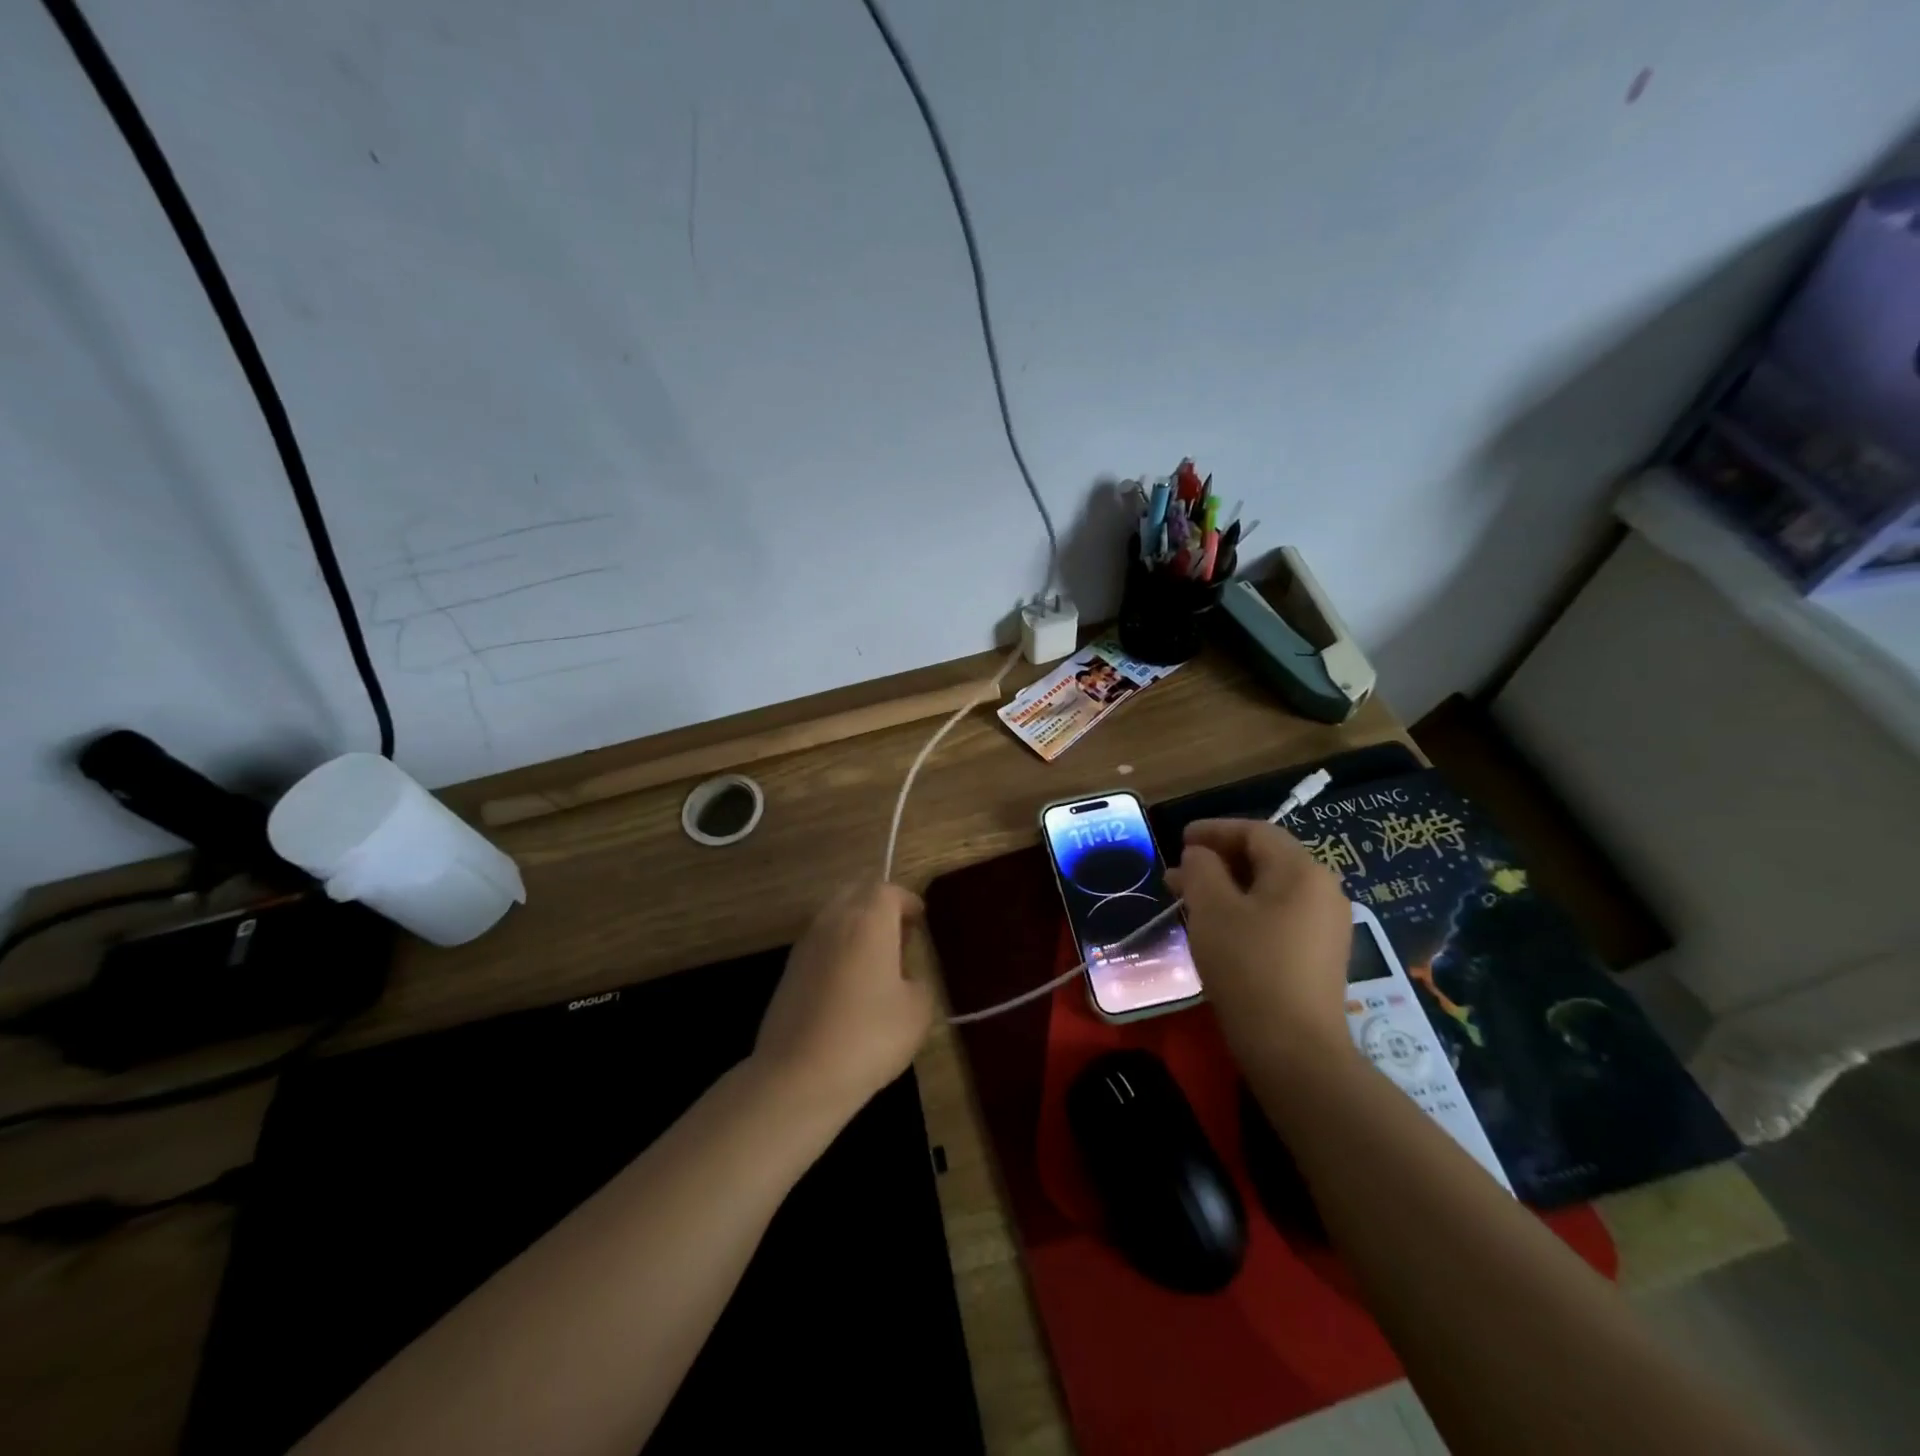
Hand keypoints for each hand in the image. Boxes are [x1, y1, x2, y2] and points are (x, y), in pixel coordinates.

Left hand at [753, 882, 934, 1125]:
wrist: (798, 1076)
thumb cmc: (868, 1037)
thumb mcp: (917, 1011)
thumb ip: (917, 980)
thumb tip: (903, 975)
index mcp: (868, 920)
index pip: (888, 890)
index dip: (908, 901)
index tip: (920, 920)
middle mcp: (833, 921)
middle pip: (856, 892)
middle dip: (880, 904)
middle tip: (900, 932)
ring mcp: (806, 944)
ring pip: (835, 914)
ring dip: (857, 923)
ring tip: (877, 957)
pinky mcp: (789, 970)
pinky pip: (820, 941)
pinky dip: (838, 946)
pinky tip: (850, 980)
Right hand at [1165, 818, 1355, 1078]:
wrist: (1293, 1048)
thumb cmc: (1248, 966)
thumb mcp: (1212, 909)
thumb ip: (1201, 869)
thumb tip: (1201, 855)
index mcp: (1302, 870)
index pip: (1256, 832)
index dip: (1214, 830)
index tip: (1180, 839)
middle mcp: (1323, 890)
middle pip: (1266, 859)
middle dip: (1217, 861)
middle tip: (1178, 872)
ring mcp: (1327, 925)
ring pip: (1270, 890)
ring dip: (1228, 887)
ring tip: (1188, 900)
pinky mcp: (1321, 955)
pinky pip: (1280, 916)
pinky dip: (1246, 910)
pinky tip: (1218, 928)